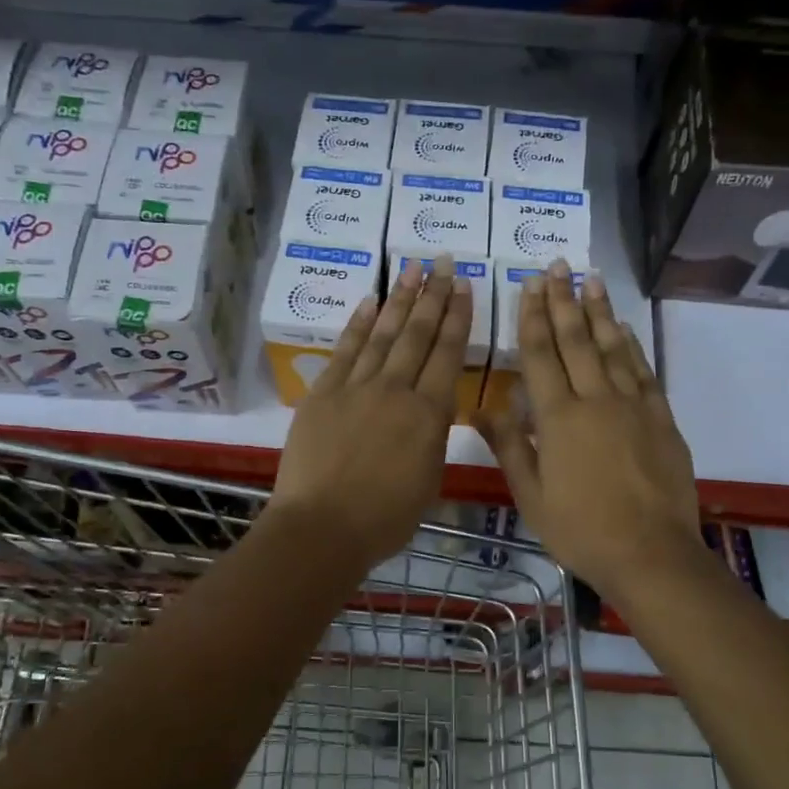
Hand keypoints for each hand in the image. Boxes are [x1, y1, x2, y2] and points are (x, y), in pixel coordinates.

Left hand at [268, 254, 470, 570]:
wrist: (323, 526)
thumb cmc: (385, 517)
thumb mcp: (429, 479)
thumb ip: (432, 437)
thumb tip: (430, 412)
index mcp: (429, 414)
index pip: (448, 354)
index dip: (458, 318)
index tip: (465, 287)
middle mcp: (396, 390)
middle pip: (418, 334)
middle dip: (434, 295)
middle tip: (444, 262)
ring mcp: (356, 387)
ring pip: (383, 334)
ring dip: (400, 300)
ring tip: (412, 269)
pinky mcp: (323, 393)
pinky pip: (345, 351)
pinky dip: (357, 324)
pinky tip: (369, 301)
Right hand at [473, 260, 702, 602]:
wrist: (650, 553)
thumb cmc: (580, 529)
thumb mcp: (530, 495)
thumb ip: (509, 446)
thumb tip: (482, 408)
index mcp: (558, 418)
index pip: (540, 355)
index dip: (532, 317)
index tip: (529, 285)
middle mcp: (595, 400)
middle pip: (576, 340)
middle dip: (563, 301)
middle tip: (557, 266)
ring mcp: (633, 406)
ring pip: (613, 347)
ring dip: (599, 311)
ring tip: (591, 279)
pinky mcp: (660, 419)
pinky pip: (643, 371)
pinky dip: (632, 346)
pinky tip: (624, 329)